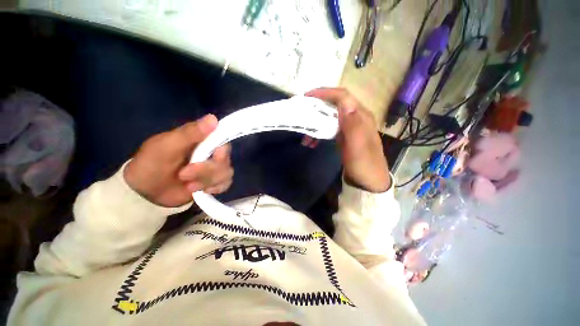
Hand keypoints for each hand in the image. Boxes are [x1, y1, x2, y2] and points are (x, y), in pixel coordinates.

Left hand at [124, 115, 233, 206]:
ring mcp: (213, 170)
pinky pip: (226, 184)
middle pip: (225, 161)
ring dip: (207, 181)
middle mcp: (211, 154)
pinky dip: (216, 188)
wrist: (145, 192)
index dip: (222, 151)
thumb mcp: (166, 145)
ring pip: (226, 174)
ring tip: (189, 186)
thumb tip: (213, 118)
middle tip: (184, 175)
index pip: (223, 141)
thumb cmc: (152, 163)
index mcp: (202, 141)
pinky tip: (202, 191)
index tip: (214, 156)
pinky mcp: (213, 183)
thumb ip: (189, 133)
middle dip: (207, 170)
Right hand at [306, 88, 389, 191]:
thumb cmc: (363, 165)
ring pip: (331, 117)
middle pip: (335, 105)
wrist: (368, 182)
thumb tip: (345, 103)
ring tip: (305, 134)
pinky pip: (330, 128)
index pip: (343, 97)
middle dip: (317, 107)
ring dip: (317, 123)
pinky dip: (320, 133)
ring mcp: (351, 128)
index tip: (307, 96)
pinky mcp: (345, 136)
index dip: (325, 93)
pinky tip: (312, 142)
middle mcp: (356, 118)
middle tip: (302, 112)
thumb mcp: (358, 147)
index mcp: (361, 117)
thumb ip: (353, 124)